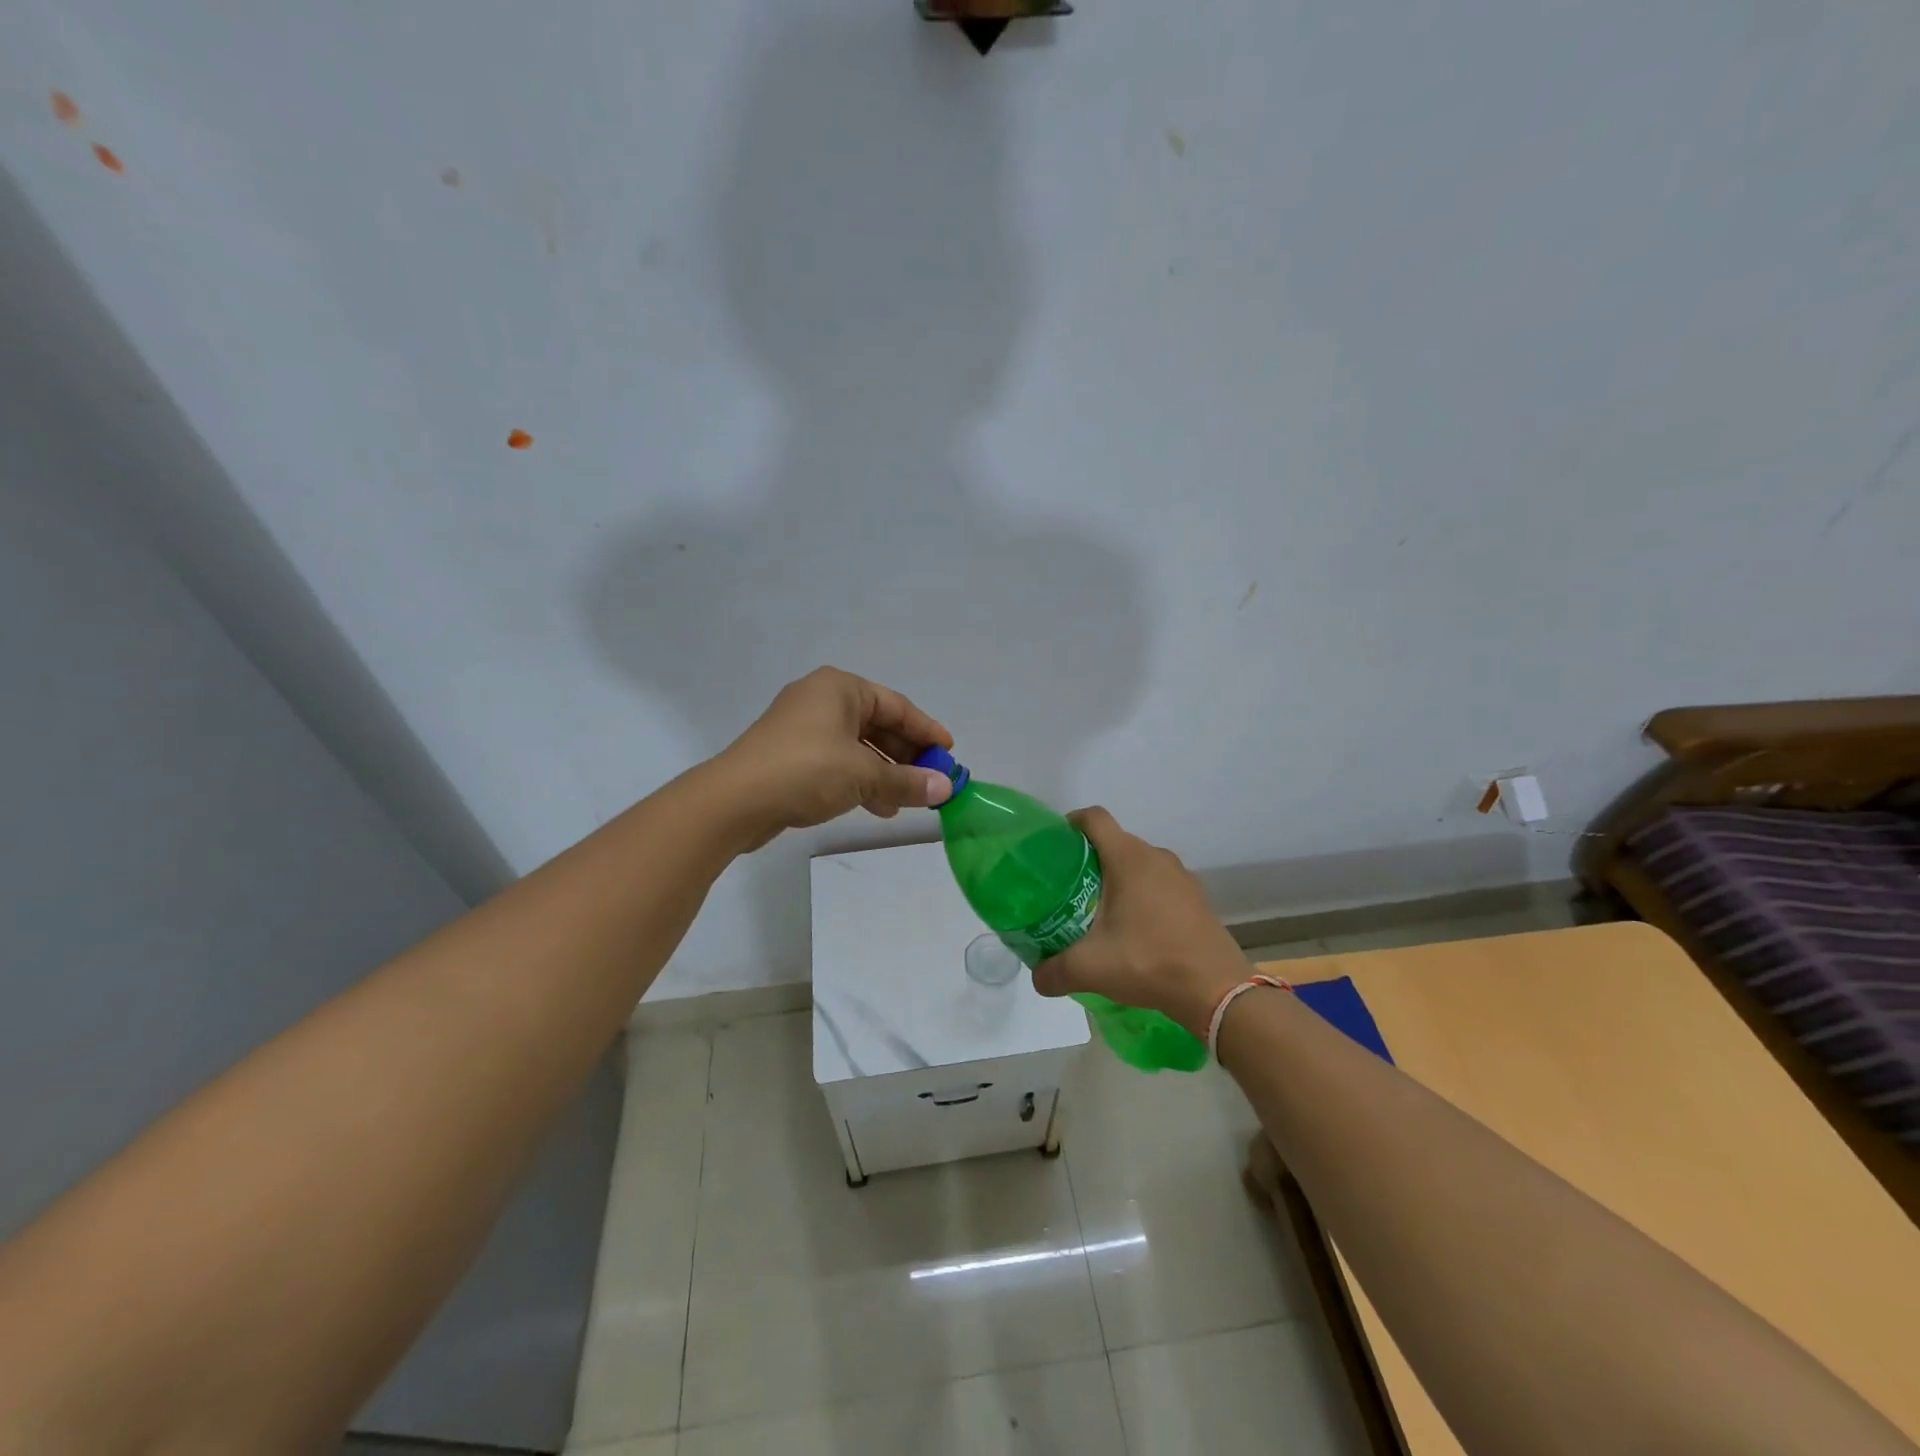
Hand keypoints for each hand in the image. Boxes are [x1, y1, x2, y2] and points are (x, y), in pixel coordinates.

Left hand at [717, 667, 954, 844]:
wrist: (735, 801)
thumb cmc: (806, 771)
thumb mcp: (864, 775)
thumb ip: (907, 780)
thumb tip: (946, 789)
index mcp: (840, 688)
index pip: (896, 706)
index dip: (927, 730)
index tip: (950, 754)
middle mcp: (821, 700)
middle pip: (878, 725)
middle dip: (906, 756)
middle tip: (932, 780)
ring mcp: (803, 728)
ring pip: (858, 747)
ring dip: (885, 773)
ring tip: (908, 801)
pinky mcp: (791, 755)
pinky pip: (838, 762)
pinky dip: (860, 780)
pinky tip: (878, 807)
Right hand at [1032, 807, 1247, 1037]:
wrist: (1216, 989)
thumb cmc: (1149, 962)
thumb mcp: (1090, 968)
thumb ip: (1054, 971)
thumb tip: (1036, 977)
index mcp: (1128, 858)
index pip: (1094, 818)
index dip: (1070, 823)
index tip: (1053, 846)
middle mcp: (1156, 857)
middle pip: (1114, 841)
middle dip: (1088, 859)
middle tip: (1066, 888)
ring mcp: (1181, 876)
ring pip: (1138, 864)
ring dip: (1117, 879)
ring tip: (1097, 910)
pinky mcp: (1196, 898)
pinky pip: (1159, 884)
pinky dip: (1141, 895)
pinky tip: (1133, 929)